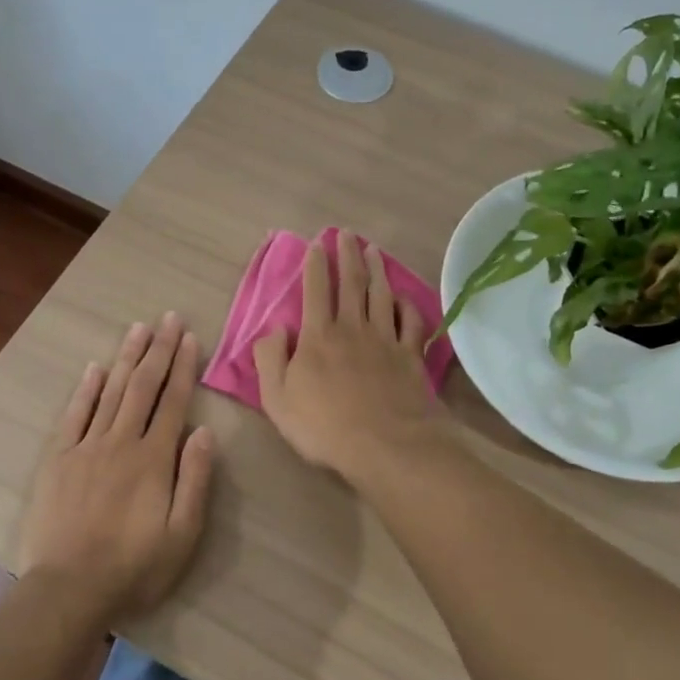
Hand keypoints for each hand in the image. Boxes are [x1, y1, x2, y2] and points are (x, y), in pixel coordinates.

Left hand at [17, 313, 216, 626]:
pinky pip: (74, 415)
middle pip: (142, 387)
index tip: (189, 337)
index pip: (172, 401)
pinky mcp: (59, 460)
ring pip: (110, 392)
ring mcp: (86, 448)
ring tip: (138, 328)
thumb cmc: (134, 567)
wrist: (69, 589)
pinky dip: (86, 389)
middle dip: (158, 349)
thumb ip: (195, 480)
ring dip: (126, 358)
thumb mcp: (183, 534)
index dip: (183, 367)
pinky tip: (96, 369)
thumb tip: (204, 432)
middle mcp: (120, 442)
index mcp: (153, 458)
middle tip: (167, 317)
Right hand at [252, 235, 447, 481]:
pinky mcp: (410, 357)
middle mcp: (353, 329)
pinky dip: (406, 305)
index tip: (317, 244)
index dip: (315, 266)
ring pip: (381, 296)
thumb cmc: (323, 426)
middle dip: (347, 256)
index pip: (315, 292)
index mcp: (318, 337)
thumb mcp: (277, 398)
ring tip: (374, 251)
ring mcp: (385, 341)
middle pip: (351, 284)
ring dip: (377, 270)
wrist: (385, 445)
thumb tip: (274, 329)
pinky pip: (410, 322)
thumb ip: (270, 359)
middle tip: (347, 234)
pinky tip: (403, 297)